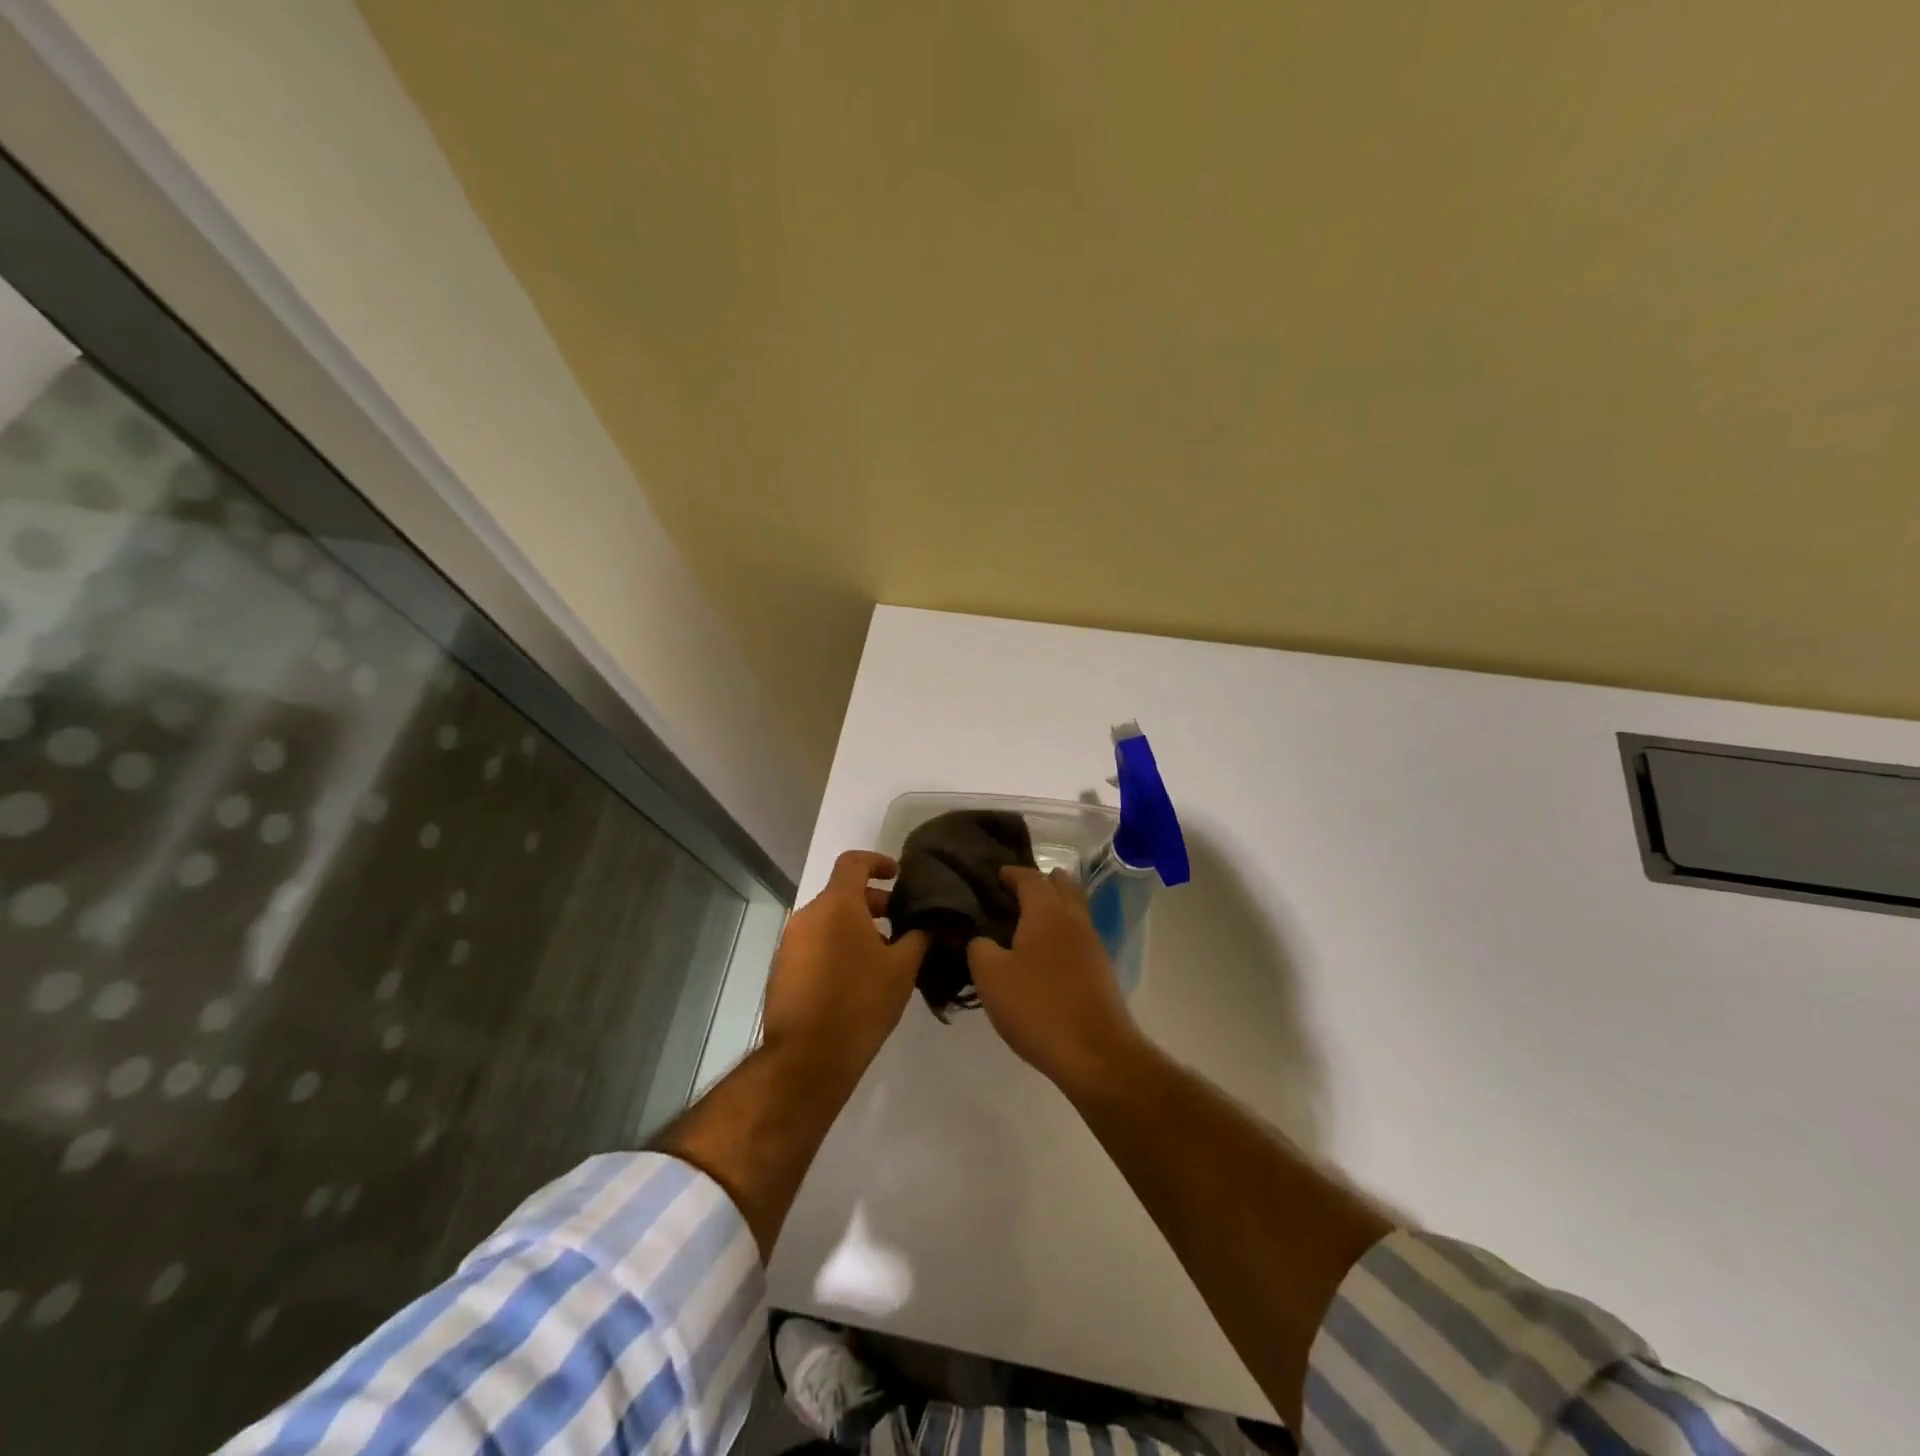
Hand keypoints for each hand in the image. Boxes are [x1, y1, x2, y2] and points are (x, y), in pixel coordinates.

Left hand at [760, 850, 928, 1078]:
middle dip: (873, 903)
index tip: (897, 875)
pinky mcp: (782, 970)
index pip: (853, 862)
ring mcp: (791, 943)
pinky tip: (857, 978)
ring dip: (855, 927)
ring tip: (883, 955)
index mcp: (837, 905)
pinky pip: (814, 944)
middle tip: (900, 923)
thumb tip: (928, 923)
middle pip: (842, 893)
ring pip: (828, 921)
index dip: (877, 861)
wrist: (807, 1058)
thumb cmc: (860, 1003)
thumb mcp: (902, 969)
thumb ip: (918, 937)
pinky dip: (836, 947)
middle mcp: (808, 915)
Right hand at [966, 867, 1145, 1094]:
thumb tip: (981, 938)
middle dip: (1041, 882)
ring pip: (1073, 912)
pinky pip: (1078, 937)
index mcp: (1047, 912)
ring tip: (1026, 922)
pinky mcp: (1101, 971)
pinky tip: (1044, 955)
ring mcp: (1092, 945)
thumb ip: (979, 948)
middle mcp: (1074, 920)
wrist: (1095, 1053)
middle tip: (1015, 892)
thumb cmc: (1037, 1006)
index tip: (996, 875)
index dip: (1012, 873)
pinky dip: (1061, 934)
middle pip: (1062, 887)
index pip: (1030, 878)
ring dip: (1053, 908)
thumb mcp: (990, 976)